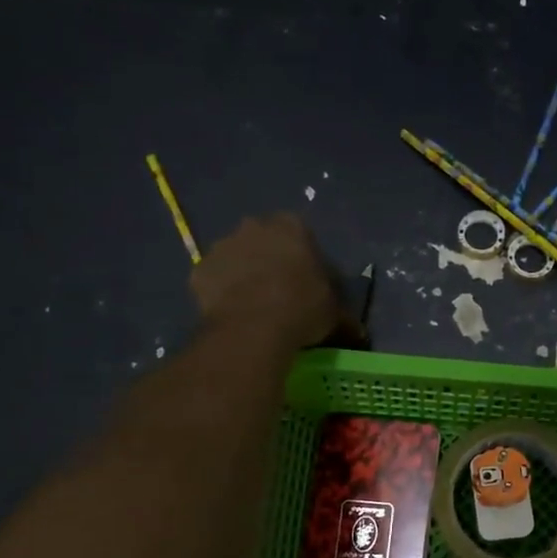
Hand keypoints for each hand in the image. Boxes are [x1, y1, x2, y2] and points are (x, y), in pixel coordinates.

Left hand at [189, 214, 361, 353]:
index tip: (307, 282)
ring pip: (236, 258)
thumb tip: (357, 331)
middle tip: (280, 292)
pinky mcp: (199, 270)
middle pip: (264, 240)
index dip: (304, 259)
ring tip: (255, 306)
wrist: (252, 328)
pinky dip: (222, 292)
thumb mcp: (335, 313)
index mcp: (291, 227)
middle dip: (270, 260)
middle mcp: (254, 226)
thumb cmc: (302, 308)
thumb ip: (342, 314)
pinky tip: (233, 314)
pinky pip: (214, 280)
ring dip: (244, 274)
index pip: (301, 235)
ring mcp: (222, 246)